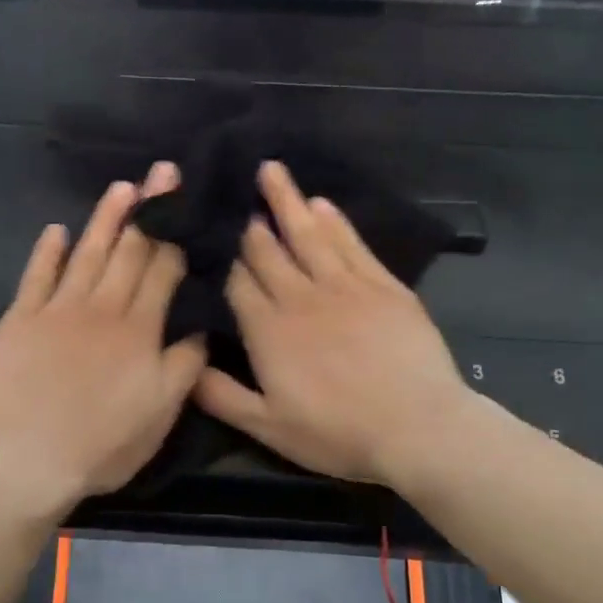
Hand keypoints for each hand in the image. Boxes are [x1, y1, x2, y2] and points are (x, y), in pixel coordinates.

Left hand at [0, 164, 206, 513]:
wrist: (28, 460)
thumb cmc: (102, 444)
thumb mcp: (161, 415)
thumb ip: (184, 366)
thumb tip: (199, 327)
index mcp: (138, 330)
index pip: (161, 272)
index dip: (175, 235)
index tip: (184, 202)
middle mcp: (101, 309)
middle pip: (129, 252)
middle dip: (149, 211)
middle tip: (161, 172)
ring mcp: (57, 310)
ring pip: (87, 254)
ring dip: (105, 219)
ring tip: (121, 188)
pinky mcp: (19, 320)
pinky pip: (36, 277)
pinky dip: (47, 252)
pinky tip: (57, 231)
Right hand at [194, 161, 476, 487]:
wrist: (417, 428)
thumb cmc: (338, 433)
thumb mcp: (269, 428)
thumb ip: (222, 396)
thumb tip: (185, 364)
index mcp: (268, 331)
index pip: (236, 282)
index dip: (222, 256)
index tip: (208, 230)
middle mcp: (300, 297)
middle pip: (267, 251)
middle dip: (248, 220)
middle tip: (232, 186)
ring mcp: (344, 286)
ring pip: (307, 234)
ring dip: (286, 201)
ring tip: (271, 169)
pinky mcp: (382, 285)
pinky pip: (351, 243)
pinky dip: (334, 221)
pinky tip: (320, 203)